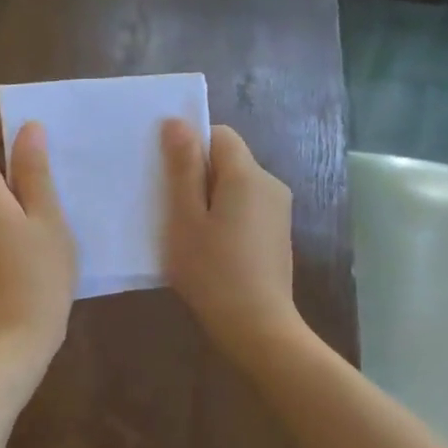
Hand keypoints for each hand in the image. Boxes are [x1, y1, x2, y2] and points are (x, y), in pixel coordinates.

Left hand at [0, 120, 76, 372]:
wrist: (10, 342)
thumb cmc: (36, 276)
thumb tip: (27, 128)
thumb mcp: (47, 219)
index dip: (0, 128)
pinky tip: (35, 235)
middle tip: (54, 171)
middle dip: (11, 160)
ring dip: (11, 190)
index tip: (34, 137)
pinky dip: (5, 215)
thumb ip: (35, 171)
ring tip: (51, 204)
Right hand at [161, 119, 303, 357]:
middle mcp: (270, 184)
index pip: (219, 135)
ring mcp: (278, 210)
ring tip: (189, 234)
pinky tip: (212, 249)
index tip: (168, 177)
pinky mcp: (278, 234)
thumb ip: (182, 168)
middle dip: (198, 176)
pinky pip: (246, 208)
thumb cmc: (212, 271)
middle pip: (228, 161)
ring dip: (210, 199)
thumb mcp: (185, 218)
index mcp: (247, 175)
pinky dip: (226, 218)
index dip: (190, 147)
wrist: (257, 326)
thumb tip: (178, 122)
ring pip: (236, 186)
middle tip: (171, 210)